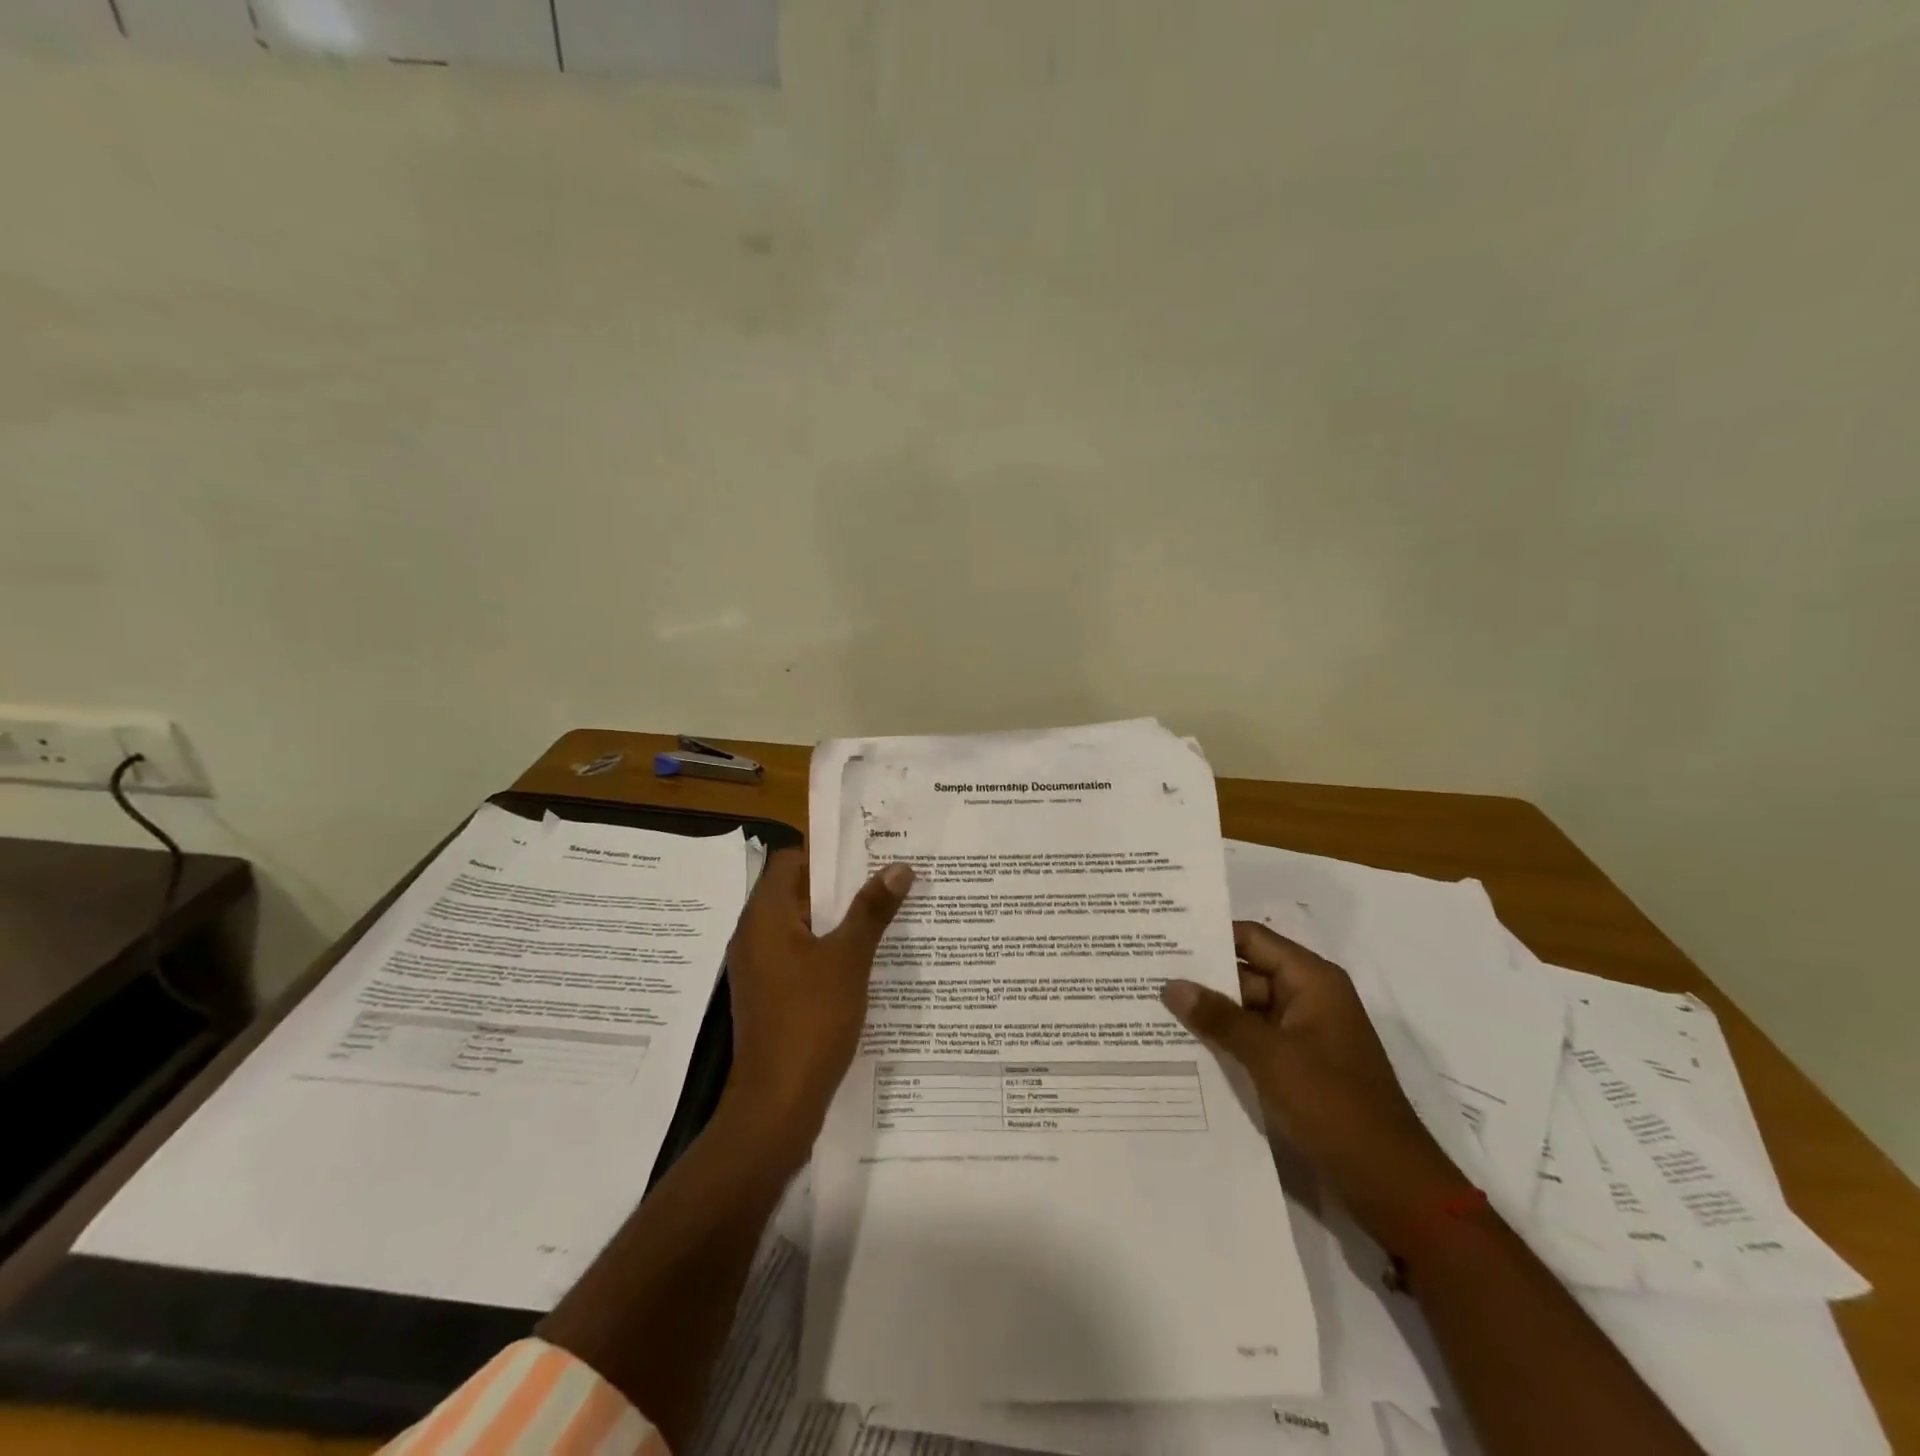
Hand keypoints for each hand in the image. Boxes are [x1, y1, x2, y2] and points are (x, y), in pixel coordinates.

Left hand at [720, 849, 912, 1162]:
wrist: (777, 1105)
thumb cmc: (810, 1020)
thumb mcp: (849, 959)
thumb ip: (872, 910)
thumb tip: (899, 867)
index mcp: (765, 916)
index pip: (791, 860)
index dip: (828, 854)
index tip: (870, 853)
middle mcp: (755, 936)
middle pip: (797, 891)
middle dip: (842, 886)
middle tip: (888, 879)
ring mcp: (761, 968)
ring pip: (802, 926)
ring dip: (839, 919)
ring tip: (884, 914)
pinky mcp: (770, 995)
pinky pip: (800, 956)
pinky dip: (828, 950)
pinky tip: (864, 960)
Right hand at [1161, 921, 1469, 1247]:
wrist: (1391, 1186)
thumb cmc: (1335, 1107)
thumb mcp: (1271, 1057)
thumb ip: (1219, 1018)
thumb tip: (1171, 985)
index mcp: (1312, 981)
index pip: (1252, 939)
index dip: (1209, 934)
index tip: (1162, 934)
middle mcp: (1308, 998)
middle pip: (1245, 972)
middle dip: (1200, 976)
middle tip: (1144, 972)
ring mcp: (1303, 1034)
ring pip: (1245, 1009)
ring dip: (1208, 1011)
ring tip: (1151, 1005)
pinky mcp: (1297, 1067)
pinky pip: (1253, 1040)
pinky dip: (1223, 1040)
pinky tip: (1181, 1044)